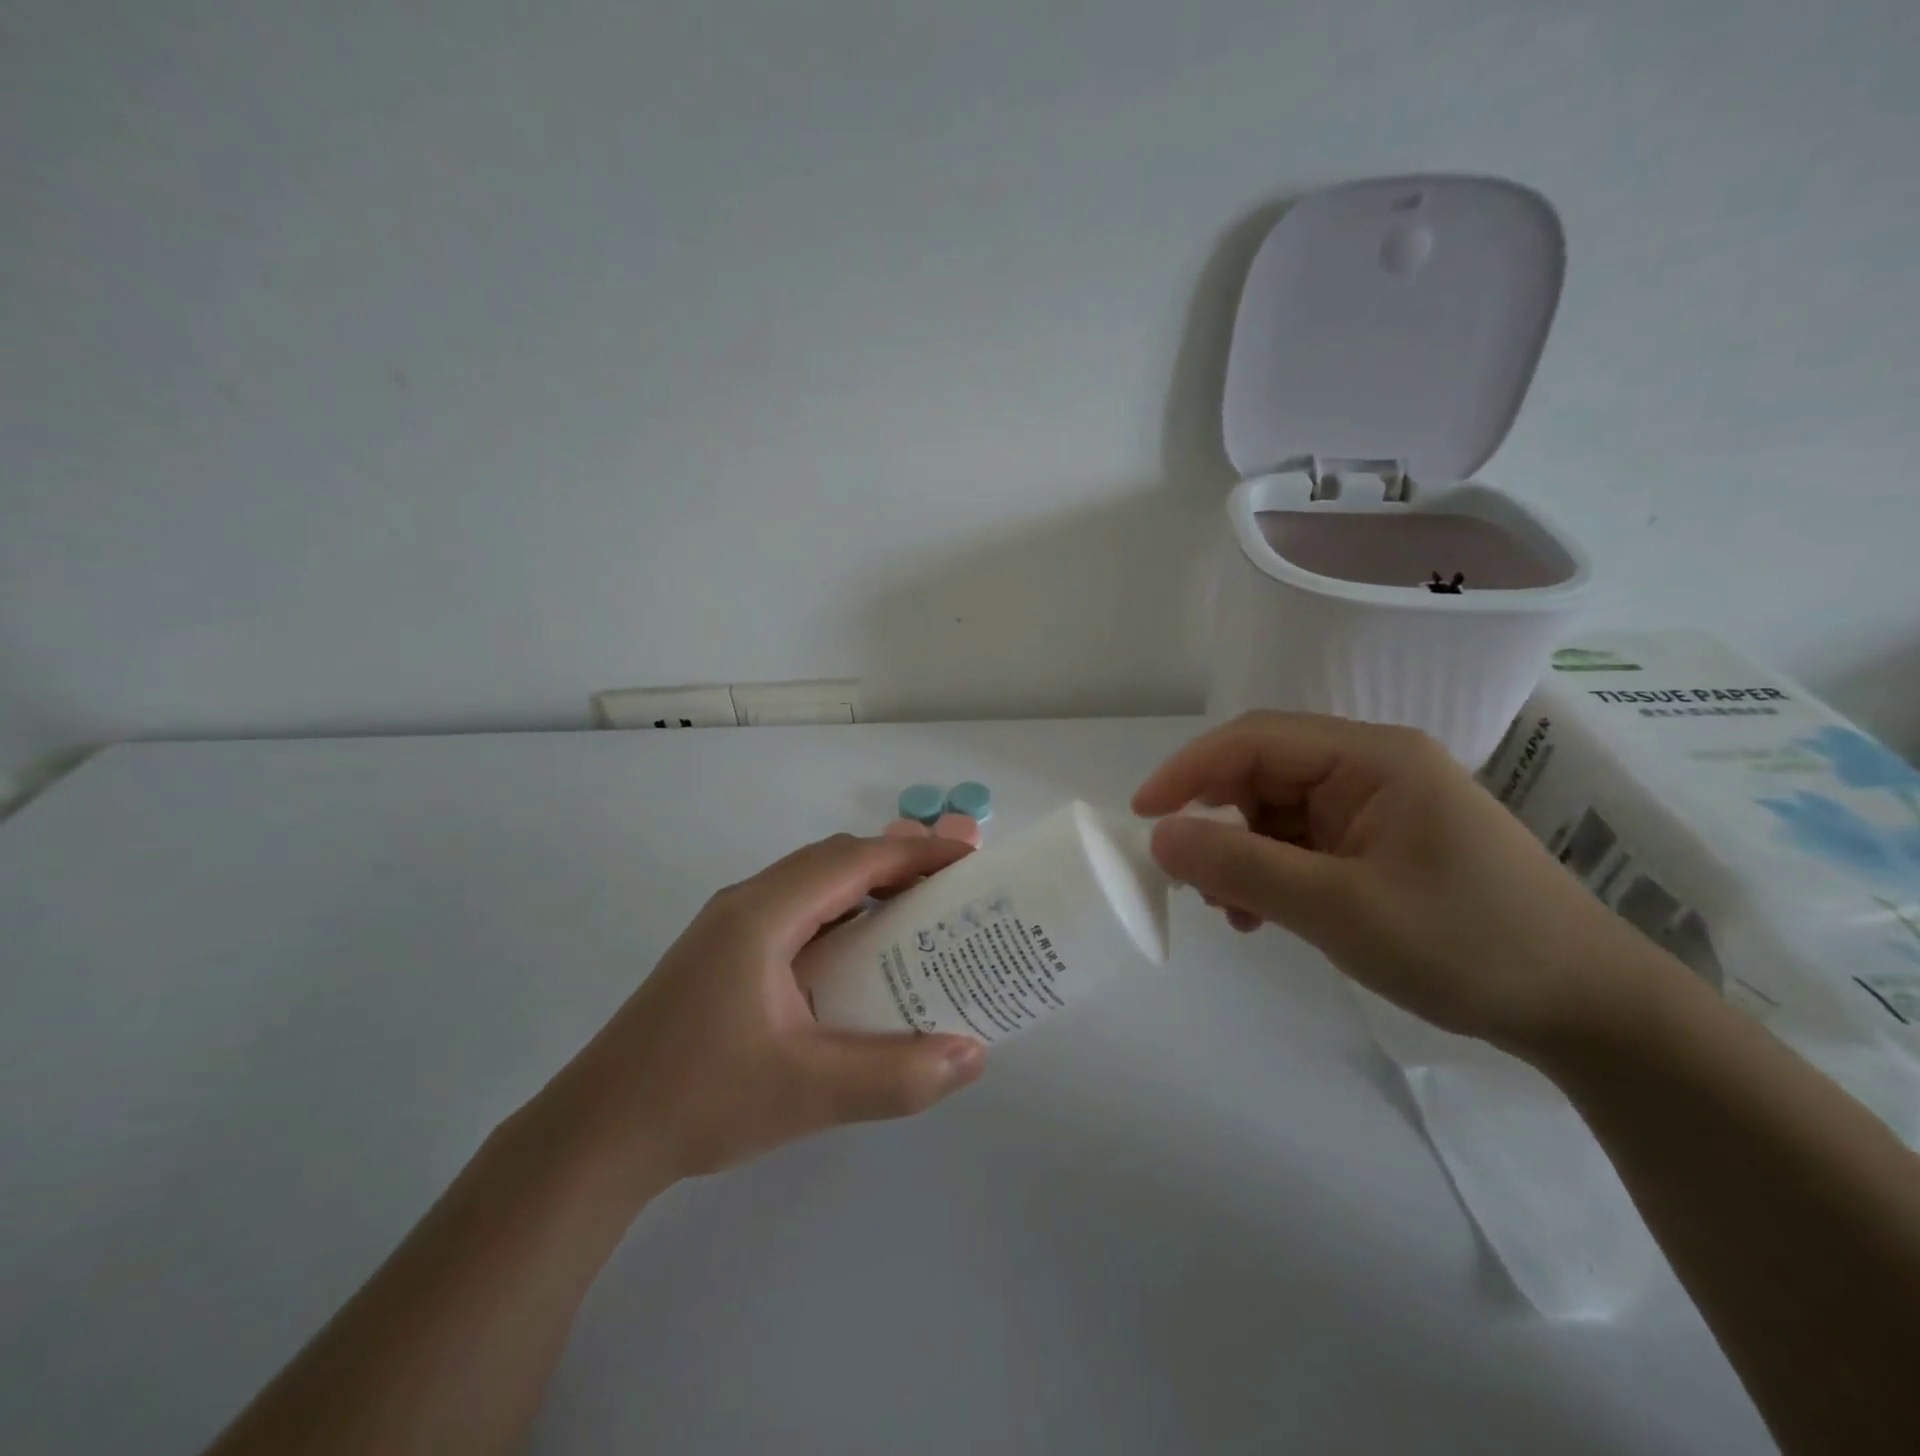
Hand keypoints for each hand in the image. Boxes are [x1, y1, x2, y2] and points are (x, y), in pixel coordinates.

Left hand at [554, 834, 987, 1182]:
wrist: (594, 1137)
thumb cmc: (698, 1099)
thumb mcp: (808, 1092)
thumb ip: (896, 1075)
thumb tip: (973, 1055)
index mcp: (764, 913)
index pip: (854, 859)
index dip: (916, 852)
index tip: (968, 858)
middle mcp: (746, 904)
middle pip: (834, 860)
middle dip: (897, 862)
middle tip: (951, 886)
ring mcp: (729, 929)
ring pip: (813, 885)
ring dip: (867, 887)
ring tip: (918, 912)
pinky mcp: (723, 957)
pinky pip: (797, 914)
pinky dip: (841, 916)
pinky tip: (861, 956)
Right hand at [1133, 713, 1642, 1053]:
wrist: (1586, 1010)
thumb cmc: (1465, 944)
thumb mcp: (1339, 908)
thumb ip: (1242, 867)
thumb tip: (1158, 837)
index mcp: (1371, 758)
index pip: (1254, 740)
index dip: (1188, 771)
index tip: (1141, 815)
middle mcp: (1371, 768)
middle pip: (1263, 773)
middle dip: (1216, 821)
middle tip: (1186, 876)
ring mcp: (1376, 807)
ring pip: (1276, 812)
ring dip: (1240, 854)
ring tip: (1229, 909)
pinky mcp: (1380, 844)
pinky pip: (1302, 844)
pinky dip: (1270, 873)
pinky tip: (1261, 915)